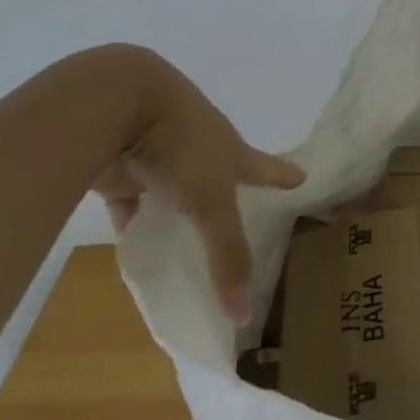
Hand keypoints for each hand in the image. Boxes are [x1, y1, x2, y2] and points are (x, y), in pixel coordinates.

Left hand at [95, 67, 303, 321]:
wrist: (117, 104)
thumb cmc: (181, 144)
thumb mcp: (211, 201)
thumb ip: (226, 254)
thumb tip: (243, 316)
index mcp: (230, 150)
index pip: (264, 166)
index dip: (282, 175)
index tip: (302, 177)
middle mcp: (201, 149)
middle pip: (221, 174)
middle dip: (231, 191)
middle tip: (245, 212)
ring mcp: (161, 155)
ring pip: (174, 189)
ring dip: (179, 208)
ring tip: (190, 236)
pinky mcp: (123, 169)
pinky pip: (132, 201)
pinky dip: (134, 219)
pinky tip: (135, 240)